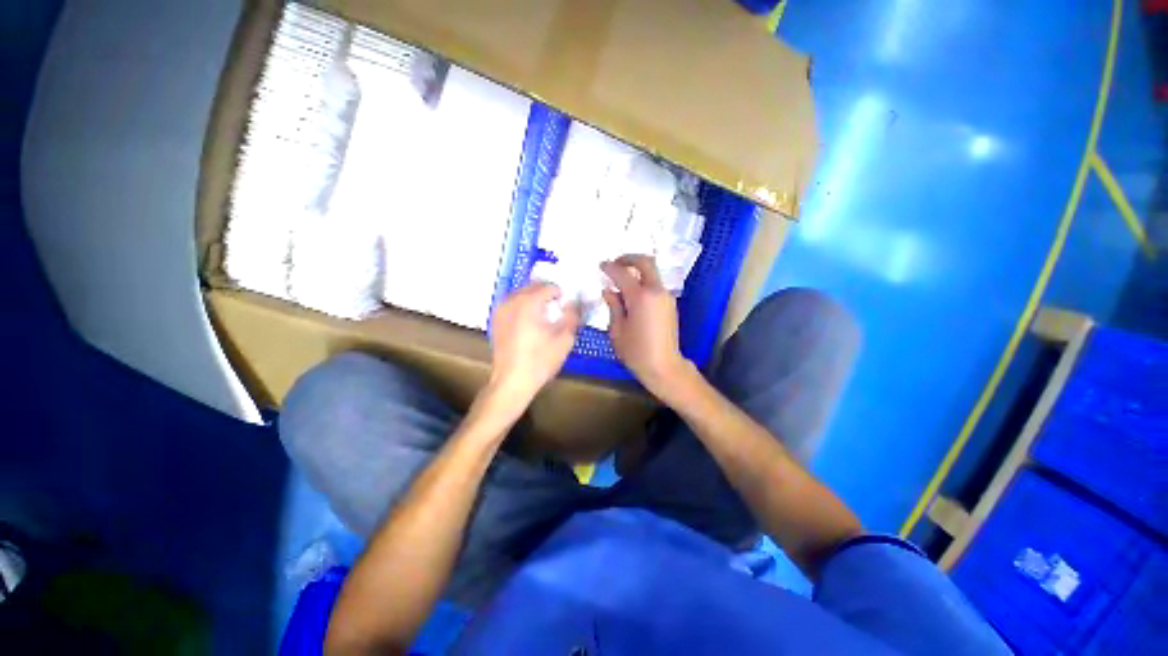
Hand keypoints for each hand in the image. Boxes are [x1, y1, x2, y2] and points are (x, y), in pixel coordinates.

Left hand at [488, 282, 579, 405]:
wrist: (512, 381)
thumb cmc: (541, 360)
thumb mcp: (565, 338)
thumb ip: (572, 315)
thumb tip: (574, 303)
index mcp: (529, 302)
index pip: (549, 286)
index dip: (561, 294)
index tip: (566, 306)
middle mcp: (512, 301)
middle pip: (533, 286)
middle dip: (546, 294)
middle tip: (557, 309)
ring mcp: (501, 310)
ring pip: (521, 294)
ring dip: (533, 299)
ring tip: (543, 316)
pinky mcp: (495, 321)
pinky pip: (512, 304)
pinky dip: (522, 307)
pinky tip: (529, 323)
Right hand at [601, 255, 693, 399]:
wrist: (664, 366)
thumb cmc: (636, 351)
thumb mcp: (617, 330)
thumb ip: (613, 306)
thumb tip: (608, 290)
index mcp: (640, 297)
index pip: (623, 273)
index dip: (610, 267)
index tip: (601, 266)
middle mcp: (656, 291)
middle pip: (645, 262)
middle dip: (629, 258)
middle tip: (615, 263)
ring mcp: (666, 296)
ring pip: (652, 273)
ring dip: (637, 271)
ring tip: (621, 281)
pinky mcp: (670, 304)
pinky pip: (655, 285)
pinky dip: (643, 282)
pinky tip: (632, 295)